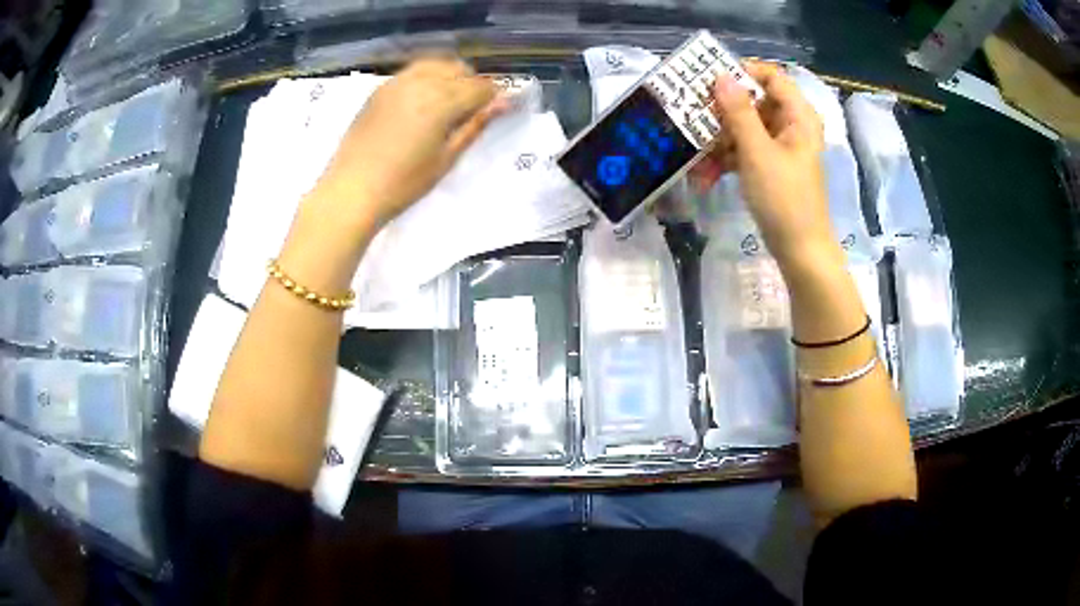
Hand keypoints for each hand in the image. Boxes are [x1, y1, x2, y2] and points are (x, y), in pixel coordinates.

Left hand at [314, 58, 504, 229]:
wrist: (352, 190)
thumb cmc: (404, 183)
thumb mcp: (446, 158)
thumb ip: (475, 125)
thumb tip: (504, 103)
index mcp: (441, 102)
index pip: (480, 87)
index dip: (493, 97)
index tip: (497, 110)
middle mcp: (420, 82)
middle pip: (459, 70)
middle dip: (472, 84)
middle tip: (472, 110)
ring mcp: (397, 82)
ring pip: (436, 64)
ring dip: (450, 76)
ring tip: (448, 102)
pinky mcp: (380, 89)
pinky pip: (413, 71)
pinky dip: (427, 77)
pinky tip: (423, 100)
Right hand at [691, 62, 832, 269]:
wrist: (800, 251)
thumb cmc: (784, 199)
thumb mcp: (757, 152)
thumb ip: (738, 112)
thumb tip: (720, 76)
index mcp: (798, 116)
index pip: (771, 76)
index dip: (742, 72)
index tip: (711, 80)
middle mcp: (791, 125)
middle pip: (753, 102)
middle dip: (722, 112)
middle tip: (692, 116)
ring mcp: (780, 147)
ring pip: (744, 128)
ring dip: (718, 141)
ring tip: (695, 156)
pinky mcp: (770, 166)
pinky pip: (745, 151)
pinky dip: (726, 160)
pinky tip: (704, 177)